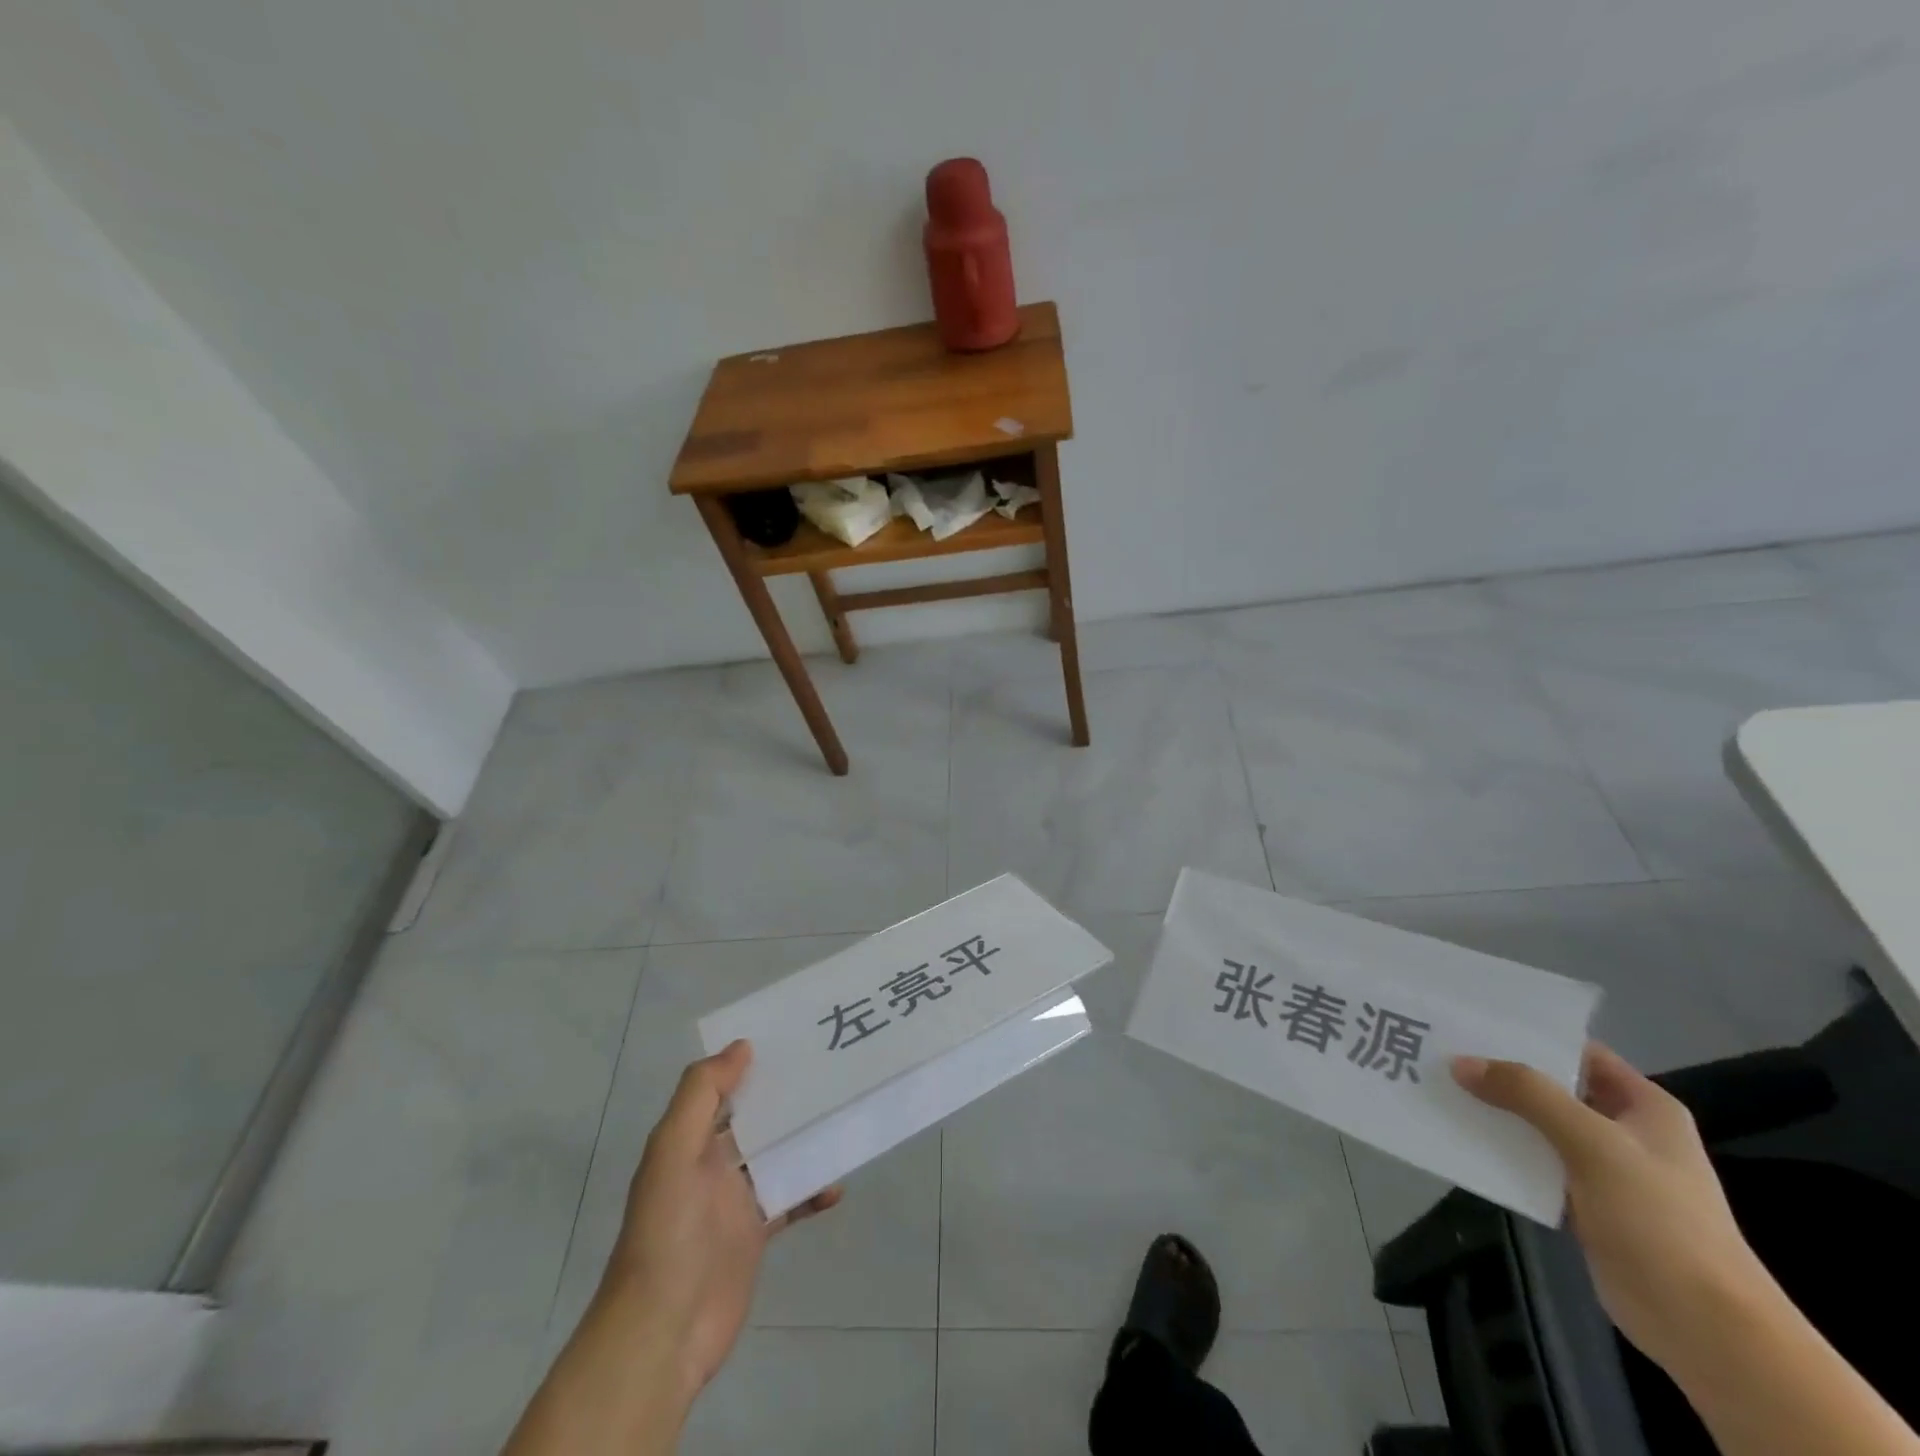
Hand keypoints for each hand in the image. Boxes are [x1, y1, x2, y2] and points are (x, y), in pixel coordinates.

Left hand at [599, 1040, 840, 1405]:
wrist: (663, 1332)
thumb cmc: (667, 1232)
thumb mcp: (673, 1152)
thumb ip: (702, 1095)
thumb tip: (742, 1046)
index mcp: (688, 1139)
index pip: (722, 1088)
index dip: (751, 1063)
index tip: (793, 1038)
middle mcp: (711, 1163)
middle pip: (756, 1118)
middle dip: (788, 1098)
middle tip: (833, 1073)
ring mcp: (735, 1200)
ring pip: (777, 1155)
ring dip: (806, 1141)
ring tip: (842, 1120)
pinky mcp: (756, 1233)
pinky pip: (791, 1200)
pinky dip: (813, 1191)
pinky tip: (836, 1188)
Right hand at [1452, 1042, 1767, 1371]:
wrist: (1704, 1327)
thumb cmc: (1660, 1220)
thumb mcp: (1592, 1143)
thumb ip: (1527, 1095)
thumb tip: (1460, 1063)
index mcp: (1644, 1106)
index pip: (1578, 1052)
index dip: (1530, 1034)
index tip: (1473, 1022)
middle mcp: (1624, 1129)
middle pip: (1552, 1086)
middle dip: (1501, 1071)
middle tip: (1443, 1051)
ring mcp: (1605, 1168)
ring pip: (1538, 1124)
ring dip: (1496, 1111)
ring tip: (1440, 1088)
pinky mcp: (1584, 1202)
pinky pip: (1533, 1161)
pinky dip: (1501, 1149)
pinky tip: (1461, 1137)